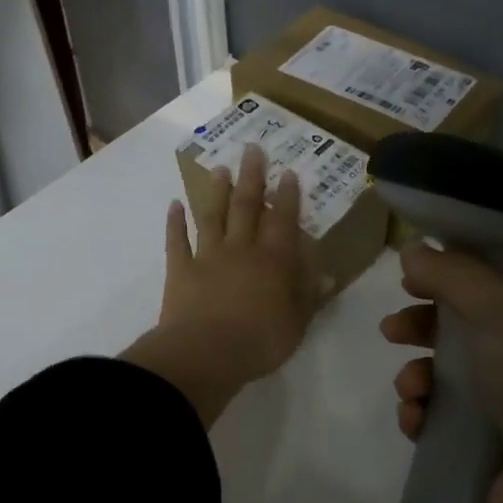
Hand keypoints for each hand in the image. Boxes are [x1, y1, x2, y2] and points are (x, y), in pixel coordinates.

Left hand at [123, 142, 322, 424]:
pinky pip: (176, 241)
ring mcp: (207, 257)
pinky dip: (174, 223)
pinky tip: (174, 206)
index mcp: (273, 261)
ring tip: (220, 169)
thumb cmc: (260, 341)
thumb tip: (328, 274)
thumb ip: (310, 296)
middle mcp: (241, 250)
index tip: (287, 172)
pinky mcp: (180, 271)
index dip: (287, 195)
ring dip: (216, 192)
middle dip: (251, 177)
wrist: (206, 354)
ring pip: (212, 216)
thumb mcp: (297, 323)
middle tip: (252, 149)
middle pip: (246, 207)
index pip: (283, 220)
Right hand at [380, 242, 502, 502]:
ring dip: (420, 378)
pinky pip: (447, 427)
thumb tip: (413, 248)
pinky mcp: (494, 460)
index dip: (454, 279)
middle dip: (425, 329)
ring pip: (452, 383)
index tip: (412, 279)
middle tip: (392, 331)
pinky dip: (425, 420)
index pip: (499, 289)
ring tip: (410, 390)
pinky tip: (414, 423)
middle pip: (469, 335)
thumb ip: (455, 276)